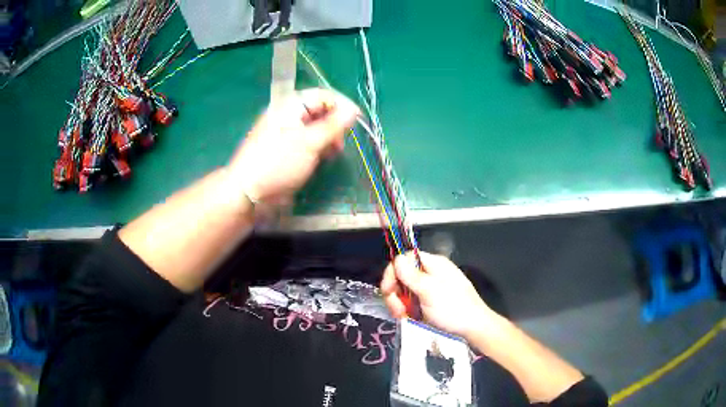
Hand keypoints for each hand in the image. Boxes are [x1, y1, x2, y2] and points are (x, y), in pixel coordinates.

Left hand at [227, 88, 359, 205]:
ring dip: (328, 138)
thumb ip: (333, 125)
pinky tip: (322, 159)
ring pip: (316, 128)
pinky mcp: (286, 149)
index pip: (323, 95)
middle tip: (340, 143)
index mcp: (290, 106)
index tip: (357, 121)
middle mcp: (288, 115)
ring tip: (332, 153)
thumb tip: (354, 110)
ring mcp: (286, 133)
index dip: (342, 105)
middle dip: (335, 125)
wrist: (248, 192)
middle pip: (320, 111)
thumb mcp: (309, 142)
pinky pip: (308, 142)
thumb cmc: (278, 162)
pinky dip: (318, 148)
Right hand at [380, 251, 495, 339]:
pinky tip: (410, 319)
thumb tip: (396, 259)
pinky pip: (411, 303)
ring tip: (405, 317)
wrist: (474, 329)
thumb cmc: (454, 309)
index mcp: (433, 264)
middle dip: (395, 293)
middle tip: (398, 310)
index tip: (387, 291)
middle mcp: (430, 274)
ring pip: (404, 292)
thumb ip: (411, 276)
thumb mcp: (431, 291)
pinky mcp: (429, 304)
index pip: (404, 259)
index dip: (392, 272)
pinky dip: (407, 311)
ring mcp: (430, 290)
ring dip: (400, 305)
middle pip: (402, 277)